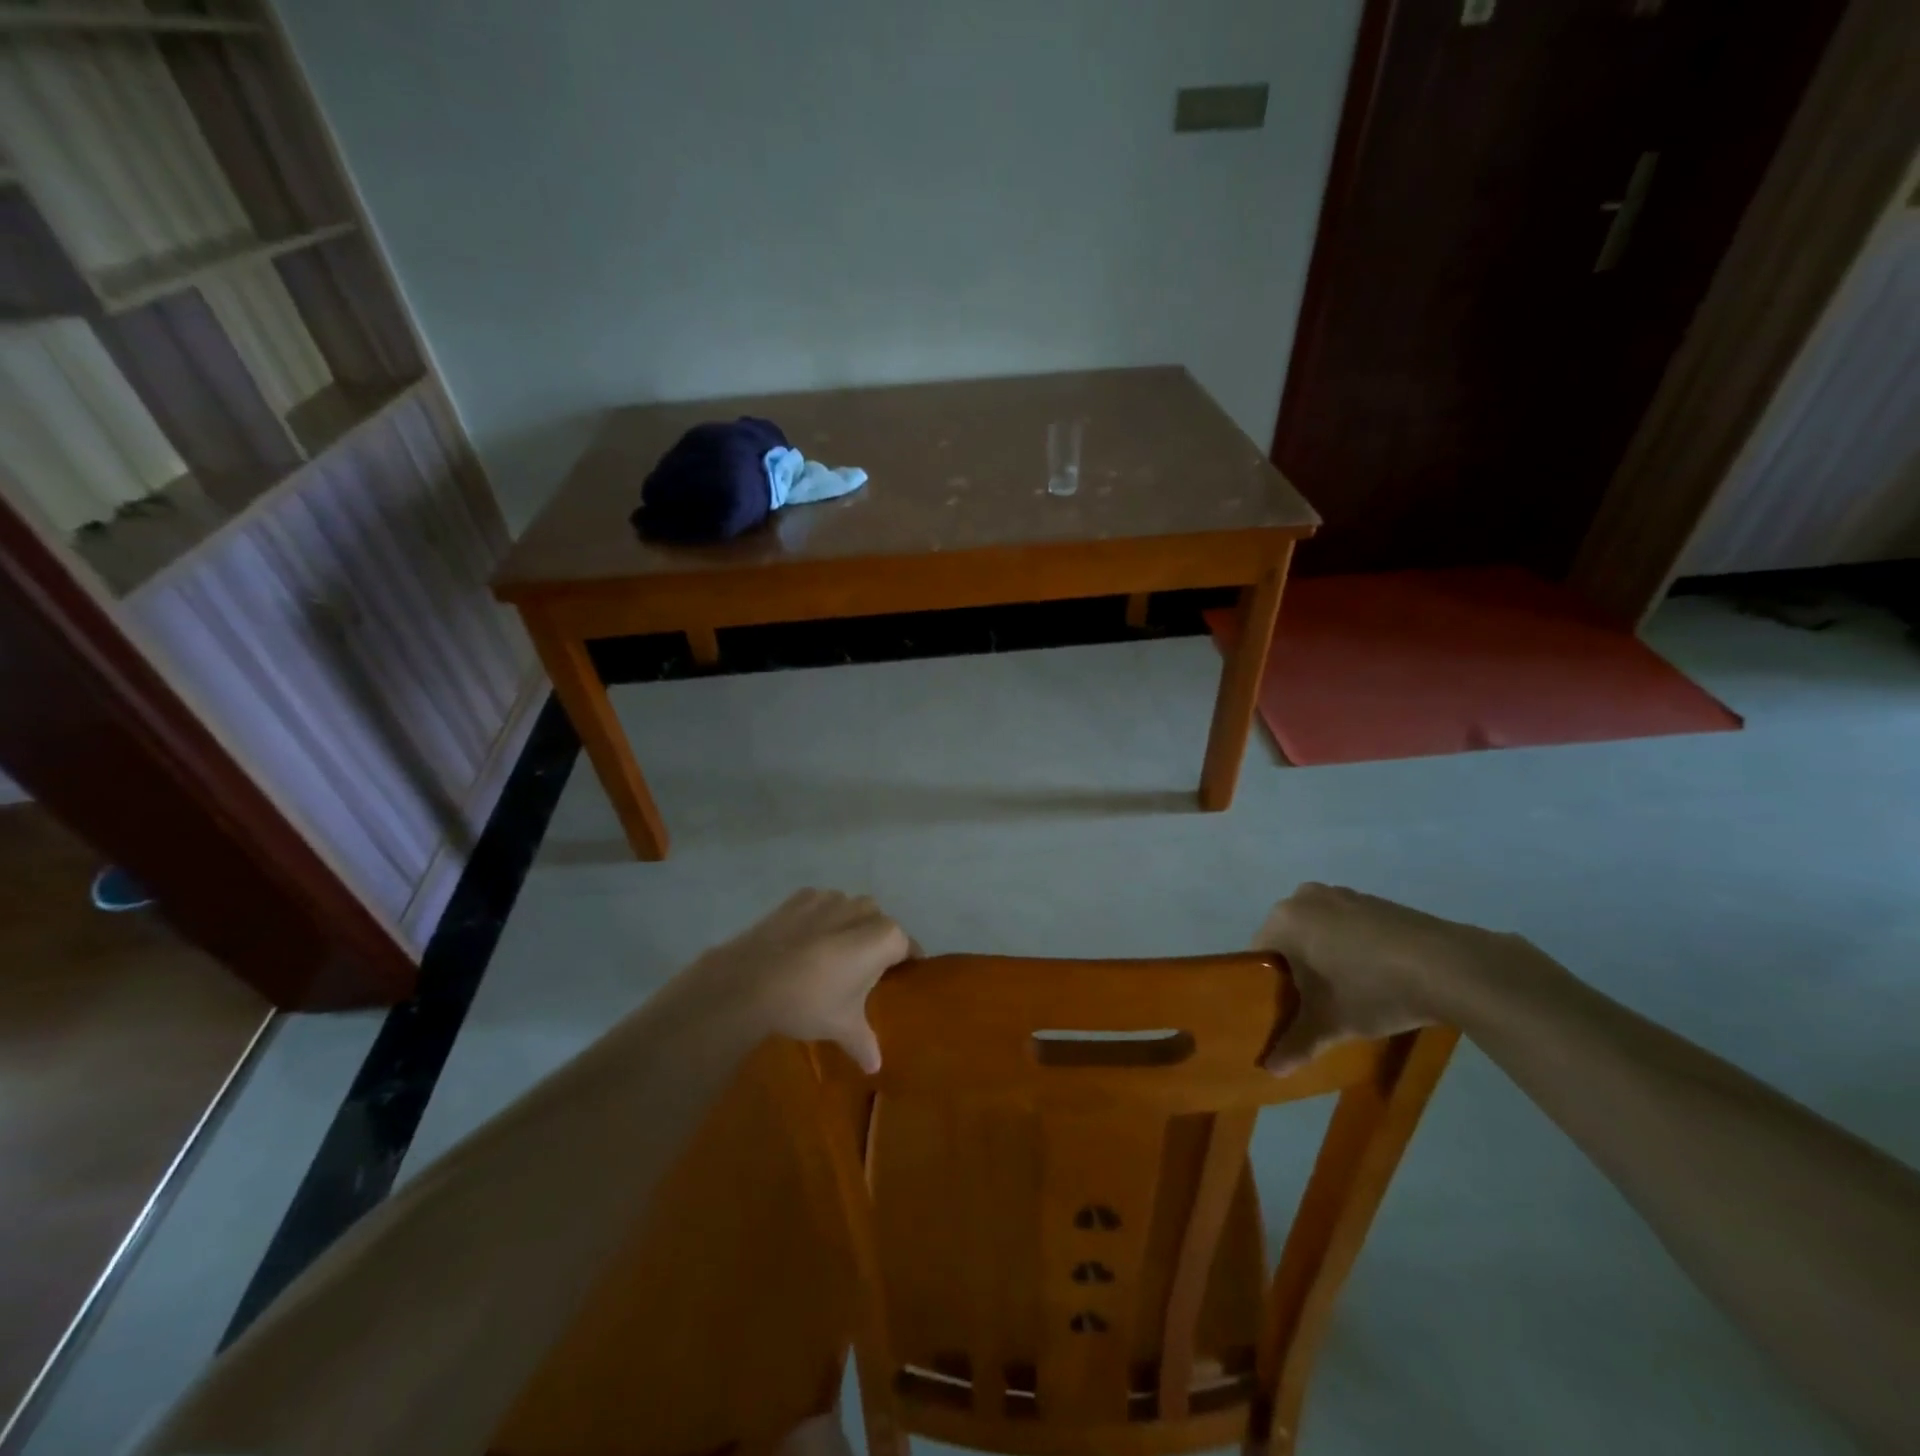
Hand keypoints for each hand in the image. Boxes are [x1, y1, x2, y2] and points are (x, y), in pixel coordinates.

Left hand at [690, 889, 913, 1072]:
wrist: (749, 981)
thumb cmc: (810, 1002)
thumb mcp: (842, 1027)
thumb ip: (864, 1042)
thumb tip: (875, 1067)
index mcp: (884, 938)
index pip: (907, 946)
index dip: (905, 962)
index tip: (898, 978)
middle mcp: (863, 910)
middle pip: (879, 923)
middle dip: (875, 941)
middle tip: (862, 971)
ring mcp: (830, 899)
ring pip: (850, 909)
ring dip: (848, 925)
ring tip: (832, 954)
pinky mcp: (800, 897)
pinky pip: (821, 905)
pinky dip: (819, 918)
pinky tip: (805, 942)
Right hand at [1254, 883, 1536, 1073]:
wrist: (1449, 967)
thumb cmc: (1371, 990)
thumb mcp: (1329, 1024)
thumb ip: (1295, 1044)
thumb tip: (1269, 1069)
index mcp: (1284, 919)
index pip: (1259, 954)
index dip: (1267, 985)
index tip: (1287, 1010)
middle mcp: (1305, 897)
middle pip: (1288, 940)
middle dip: (1298, 971)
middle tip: (1316, 1005)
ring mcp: (1343, 895)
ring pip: (1319, 931)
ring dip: (1326, 957)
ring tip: (1349, 992)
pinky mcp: (1375, 901)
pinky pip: (1347, 925)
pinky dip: (1352, 948)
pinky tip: (1376, 976)